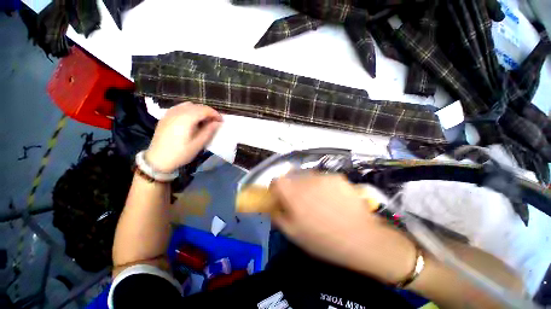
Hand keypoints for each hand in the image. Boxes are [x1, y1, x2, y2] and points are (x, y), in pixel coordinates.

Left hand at [145, 102, 222, 172]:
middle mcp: (177, 112)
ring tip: (204, 120)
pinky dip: (189, 110)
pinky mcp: (166, 117)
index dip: (215, 114)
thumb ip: (209, 131)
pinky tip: (192, 119)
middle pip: (197, 106)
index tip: (221, 121)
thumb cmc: (181, 153)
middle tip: (215, 121)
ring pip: (188, 105)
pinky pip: (180, 108)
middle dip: (208, 112)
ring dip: (199, 110)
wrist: (158, 159)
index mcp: (186, 118)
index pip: (204, 110)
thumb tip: (217, 122)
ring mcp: (170, 113)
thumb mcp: (198, 144)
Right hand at [271, 173, 416, 283]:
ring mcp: (323, 176)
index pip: (276, 180)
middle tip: (302, 202)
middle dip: (293, 187)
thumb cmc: (323, 239)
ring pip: (308, 176)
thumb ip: (278, 216)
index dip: (276, 188)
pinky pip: (324, 178)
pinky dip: (324, 186)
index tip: (281, 197)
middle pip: (292, 177)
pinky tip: (333, 199)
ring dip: (308, 186)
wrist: (361, 238)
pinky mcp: (337, 176)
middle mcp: (305, 179)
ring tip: (319, 201)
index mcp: (292, 192)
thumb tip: (274, 206)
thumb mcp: (293, 233)